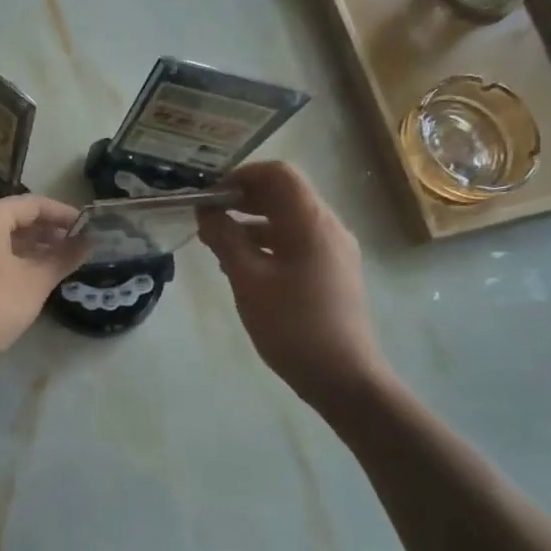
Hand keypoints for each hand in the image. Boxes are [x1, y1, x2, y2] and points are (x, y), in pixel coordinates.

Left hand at [0, 195, 88, 373]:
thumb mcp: (35, 282)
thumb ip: (63, 258)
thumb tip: (87, 242)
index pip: (33, 204)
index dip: (63, 214)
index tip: (87, 227)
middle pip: (13, 217)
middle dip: (45, 230)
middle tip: (74, 245)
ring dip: (28, 245)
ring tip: (55, 261)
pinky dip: (8, 257)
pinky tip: (25, 276)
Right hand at [196, 162, 386, 404]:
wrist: (343, 377)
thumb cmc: (292, 325)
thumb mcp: (248, 280)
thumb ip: (225, 239)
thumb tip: (206, 212)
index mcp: (311, 222)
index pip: (278, 174)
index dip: (241, 176)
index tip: (210, 197)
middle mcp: (329, 227)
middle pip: (285, 194)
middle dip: (244, 199)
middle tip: (208, 218)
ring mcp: (334, 251)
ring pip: (289, 220)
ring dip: (253, 223)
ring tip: (218, 245)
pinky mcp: (333, 272)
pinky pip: (297, 243)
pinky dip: (268, 243)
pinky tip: (243, 266)